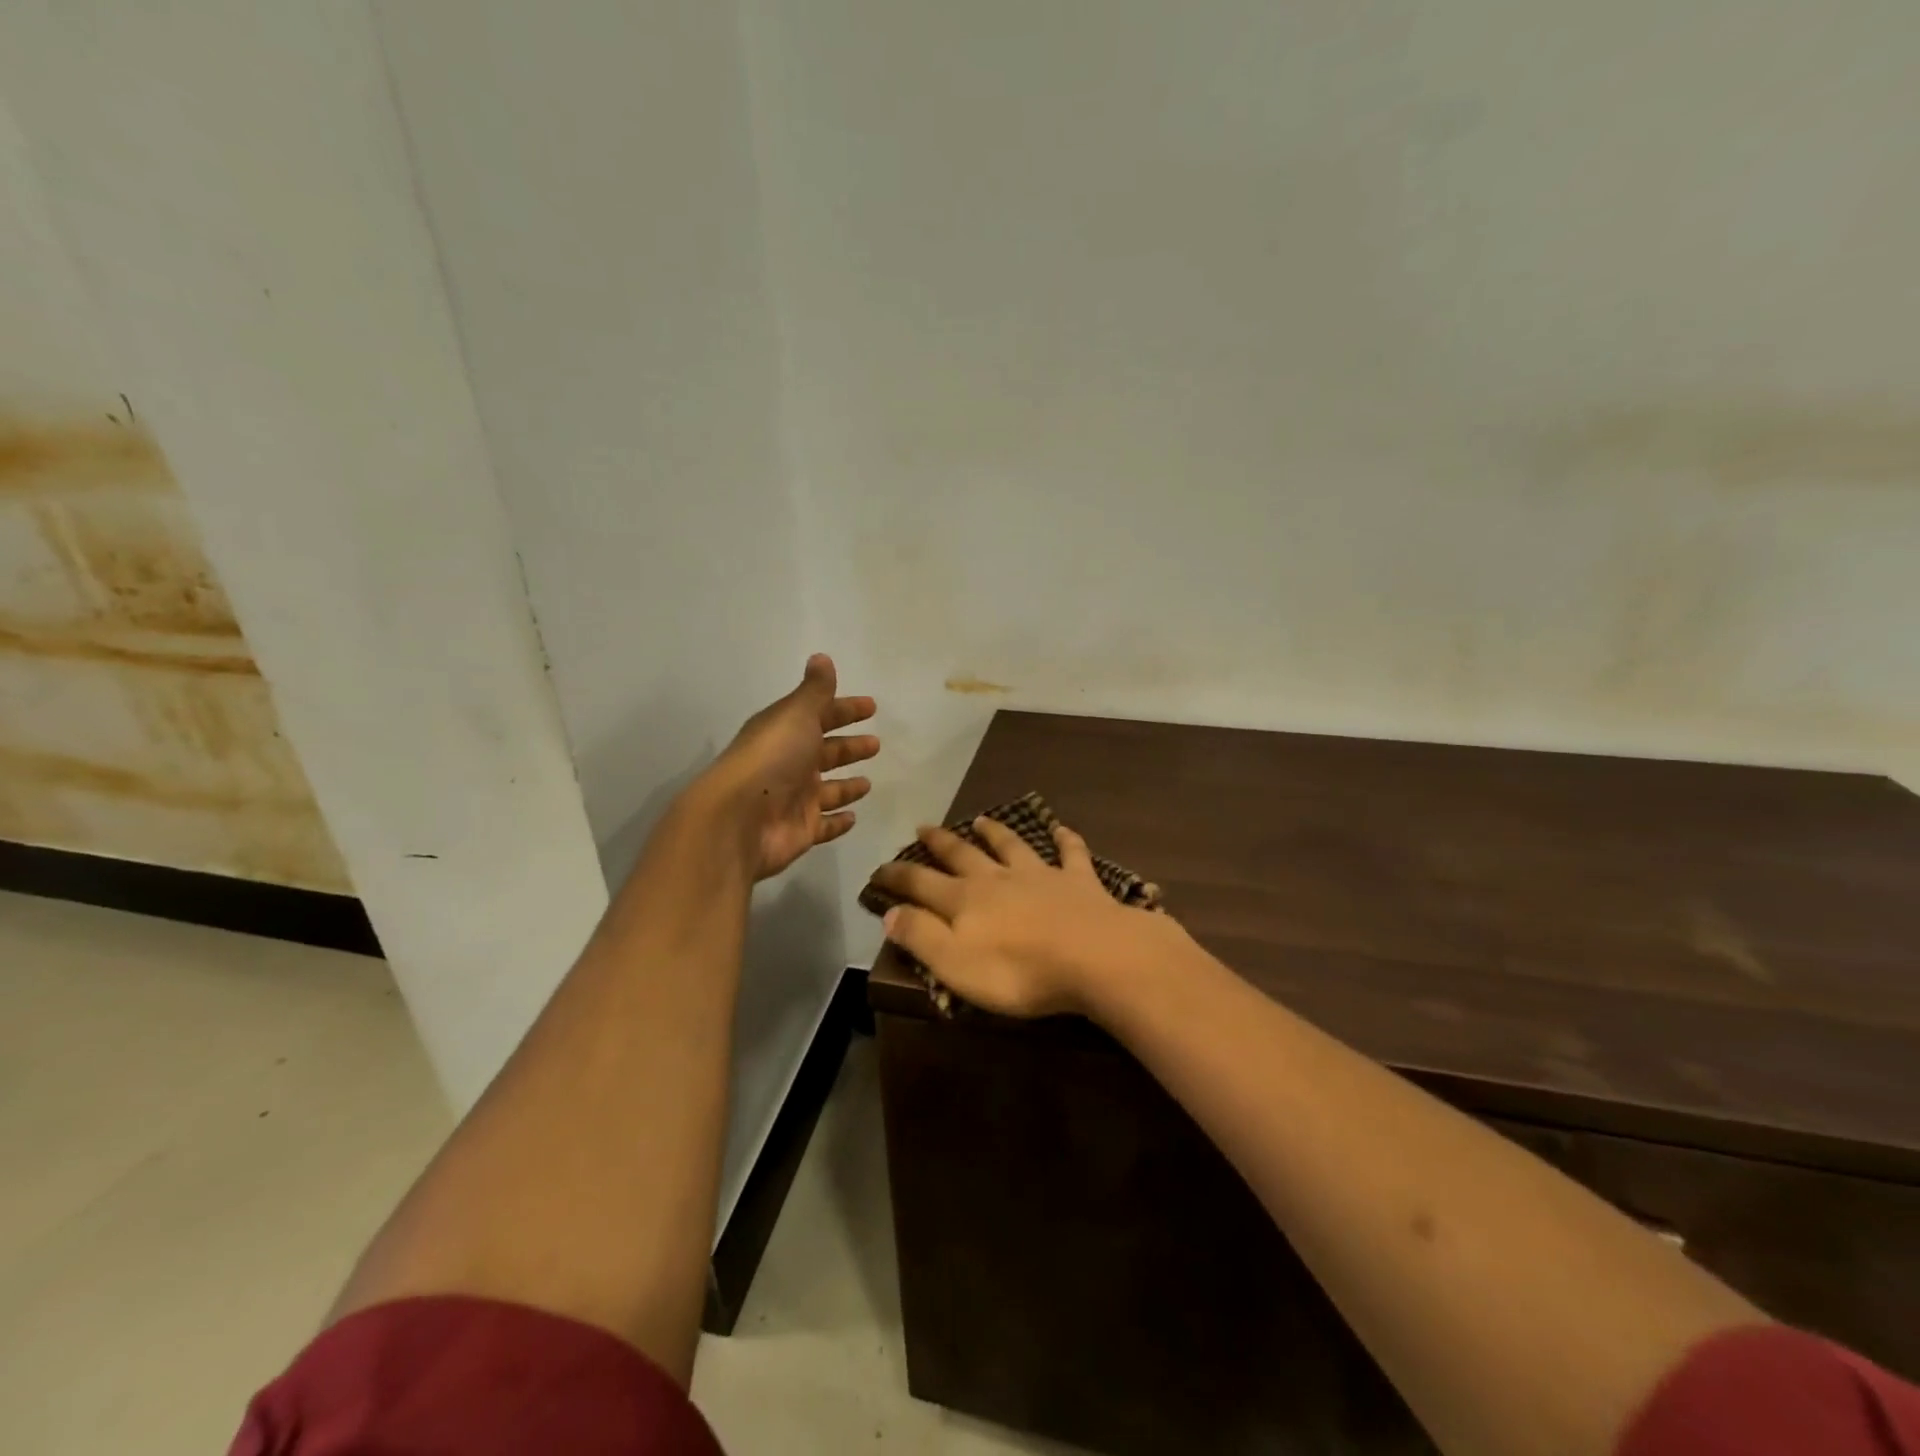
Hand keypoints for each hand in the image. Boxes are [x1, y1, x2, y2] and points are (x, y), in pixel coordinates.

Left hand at [702, 654, 878, 880]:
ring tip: (867, 782)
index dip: (845, 710)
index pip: (820, 715)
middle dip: (849, 747)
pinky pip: (824, 825)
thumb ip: (815, 690)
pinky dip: (838, 822)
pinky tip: (853, 817)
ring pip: (827, 790)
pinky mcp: (800, 830)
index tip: (871, 707)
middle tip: (875, 744)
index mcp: (785, 732)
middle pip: (825, 752)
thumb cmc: (772, 759)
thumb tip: (822, 657)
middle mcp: (789, 764)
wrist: (739, 819)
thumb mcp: (796, 715)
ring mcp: (794, 799)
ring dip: (846, 786)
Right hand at [869, 816, 1178, 1017]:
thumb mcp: (955, 964)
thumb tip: (890, 911)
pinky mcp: (1079, 881)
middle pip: (963, 855)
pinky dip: (1066, 840)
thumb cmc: (1019, 970)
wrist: (1094, 956)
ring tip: (982, 819)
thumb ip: (921, 936)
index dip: (897, 876)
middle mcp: (998, 879)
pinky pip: (1071, 854)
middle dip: (940, 843)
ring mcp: (1040, 875)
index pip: (921, 883)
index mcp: (965, 901)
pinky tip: (1063, 829)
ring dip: (995, 832)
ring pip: (1012, 846)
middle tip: (923, 828)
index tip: (878, 869)